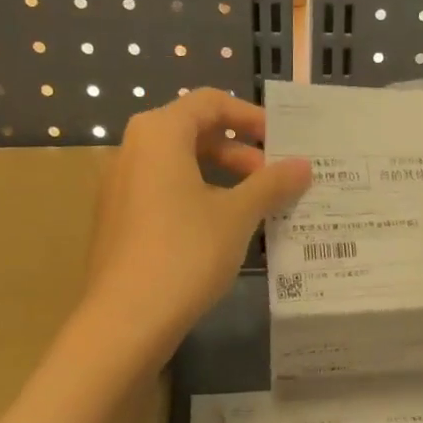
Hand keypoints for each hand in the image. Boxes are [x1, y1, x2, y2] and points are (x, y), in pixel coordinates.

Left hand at [85, 88, 310, 359]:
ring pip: (181, 165)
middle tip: (275, 181)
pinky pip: (165, 192)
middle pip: (195, 132)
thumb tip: (303, 165)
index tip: (283, 142)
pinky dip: (199, 198)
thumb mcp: (238, 215)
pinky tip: (224, 231)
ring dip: (223, 178)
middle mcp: (133, 149)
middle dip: (241, 152)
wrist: (126, 320)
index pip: (210, 103)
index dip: (252, 117)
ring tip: (257, 208)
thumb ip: (272, 184)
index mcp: (159, 134)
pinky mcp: (119, 219)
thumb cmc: (186, 252)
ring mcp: (121, 186)